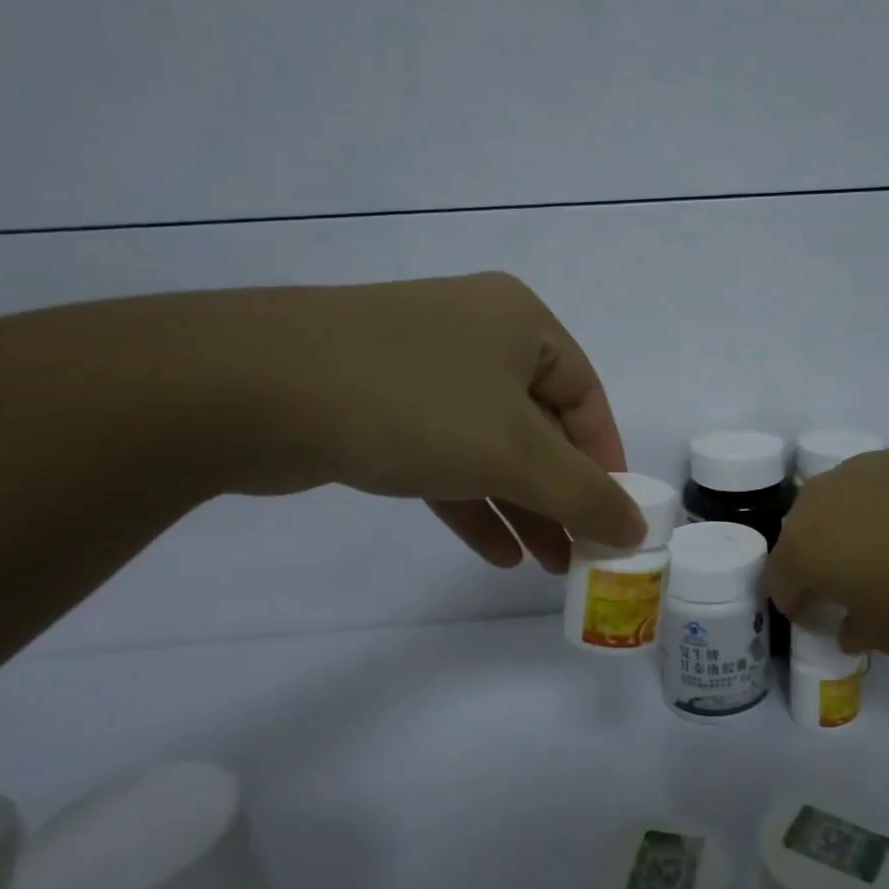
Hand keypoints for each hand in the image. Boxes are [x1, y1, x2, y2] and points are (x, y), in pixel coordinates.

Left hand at [212, 272, 643, 571]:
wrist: (251, 388)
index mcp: (519, 323)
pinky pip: (443, 457)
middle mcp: (475, 336)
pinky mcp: (377, 405)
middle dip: (560, 494)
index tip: (614, 515)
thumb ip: (584, 494)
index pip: (586, 395)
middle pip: (539, 425)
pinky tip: (494, 552)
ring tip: (545, 565)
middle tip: (579, 553)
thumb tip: (637, 527)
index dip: (605, 460)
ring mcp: (422, 369)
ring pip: (489, 445)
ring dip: (520, 506)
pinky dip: (471, 502)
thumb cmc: (413, 403)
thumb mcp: (515, 453)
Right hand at [766, 449, 888, 656]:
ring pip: (830, 507)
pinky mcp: (888, 456)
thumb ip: (855, 632)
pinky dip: (875, 507)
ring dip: (842, 531)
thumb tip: (849, 624)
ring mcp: (851, 472)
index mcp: (802, 550)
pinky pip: (865, 488)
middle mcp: (814, 503)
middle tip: (851, 586)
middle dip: (815, 564)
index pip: (779, 583)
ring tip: (883, 551)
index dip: (797, 606)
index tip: (822, 619)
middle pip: (799, 539)